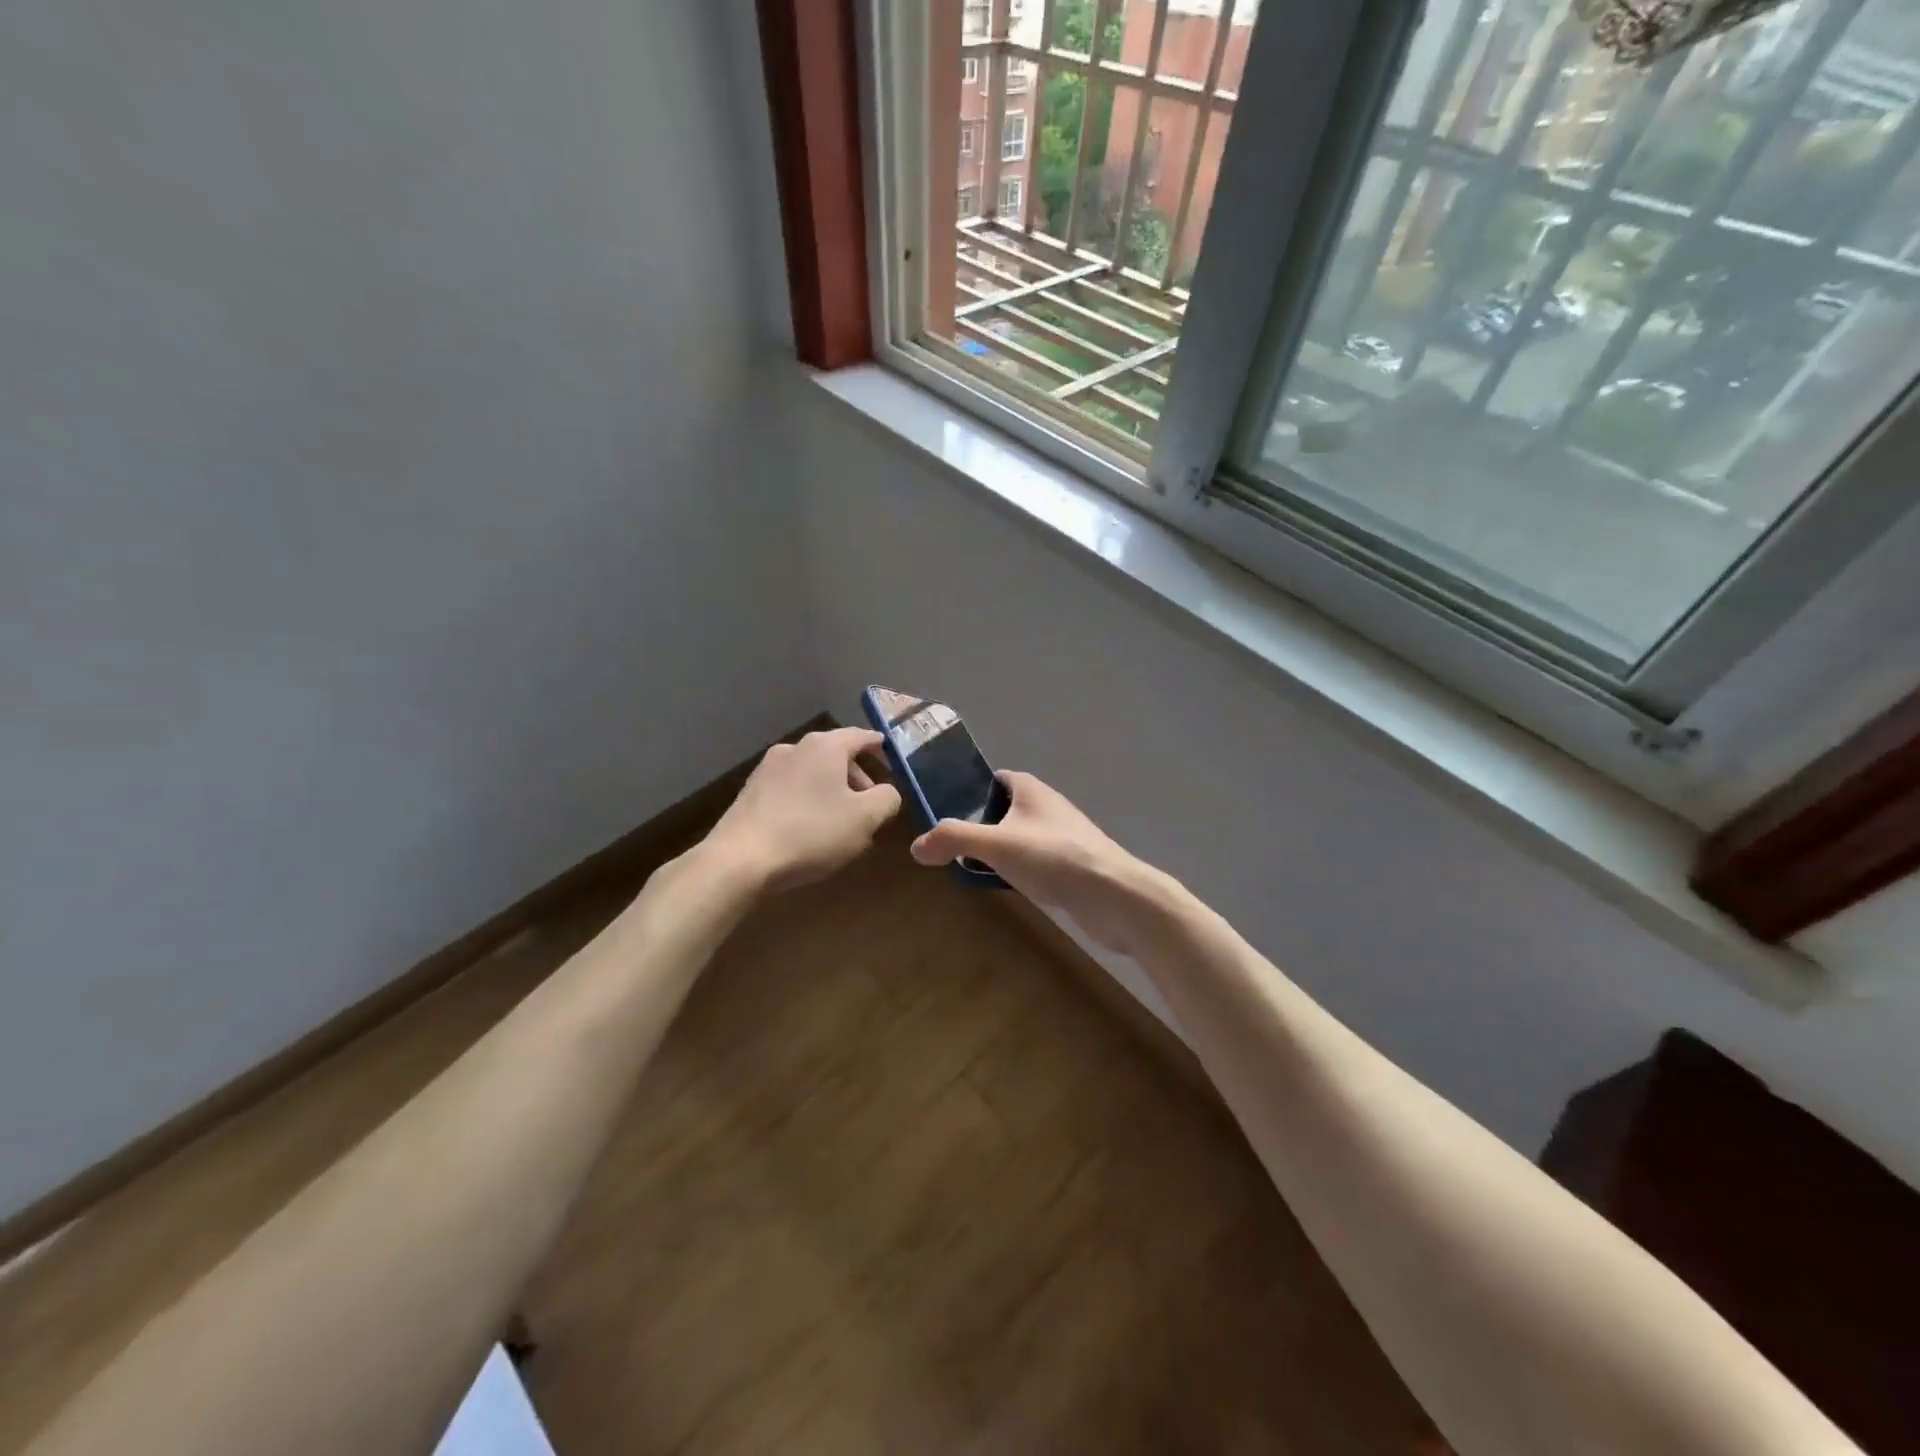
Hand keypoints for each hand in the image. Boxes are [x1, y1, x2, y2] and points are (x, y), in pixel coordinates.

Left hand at [706, 728, 901, 892]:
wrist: (740, 860)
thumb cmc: (811, 832)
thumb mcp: (865, 819)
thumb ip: (887, 799)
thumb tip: (887, 792)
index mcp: (824, 746)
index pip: (860, 736)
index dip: (878, 746)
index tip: (889, 755)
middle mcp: (794, 748)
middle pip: (835, 755)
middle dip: (856, 777)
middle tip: (869, 806)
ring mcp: (767, 769)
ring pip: (812, 774)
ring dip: (831, 791)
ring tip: (841, 823)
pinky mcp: (750, 792)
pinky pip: (791, 789)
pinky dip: (807, 801)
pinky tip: (810, 830)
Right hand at [909, 771, 1170, 954]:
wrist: (1113, 895)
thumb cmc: (1054, 857)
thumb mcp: (996, 845)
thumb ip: (953, 840)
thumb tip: (915, 847)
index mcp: (1031, 789)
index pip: (994, 780)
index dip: (970, 793)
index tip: (945, 815)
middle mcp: (1048, 806)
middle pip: (1005, 810)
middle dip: (980, 827)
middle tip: (952, 849)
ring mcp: (1062, 836)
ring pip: (1020, 838)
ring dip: (999, 852)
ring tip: (972, 871)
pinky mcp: (1072, 865)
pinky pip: (1035, 862)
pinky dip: (1018, 871)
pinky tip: (1008, 889)